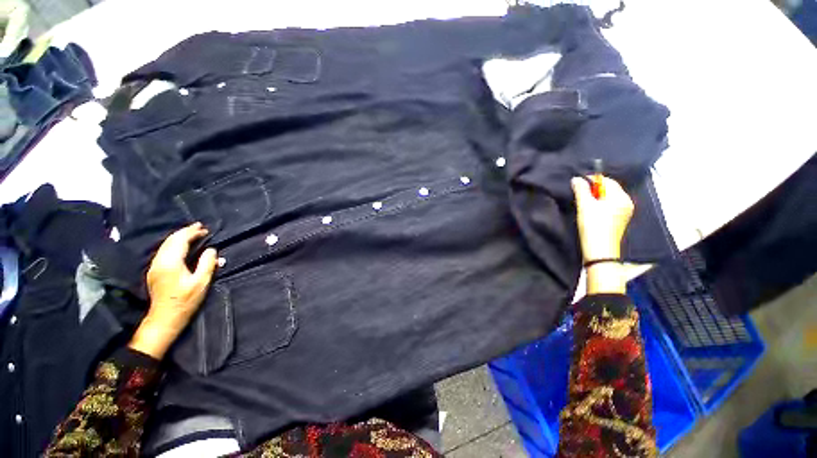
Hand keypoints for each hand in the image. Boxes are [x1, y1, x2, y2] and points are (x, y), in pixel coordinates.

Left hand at [129, 222, 217, 358]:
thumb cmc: (186, 300)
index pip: (180, 241)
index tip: (204, 228)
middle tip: (199, 227)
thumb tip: (211, 249)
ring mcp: (155, 266)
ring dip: (179, 237)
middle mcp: (160, 261)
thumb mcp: (201, 282)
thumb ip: (207, 263)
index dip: (192, 232)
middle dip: (185, 232)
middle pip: (171, 240)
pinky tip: (182, 246)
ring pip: (165, 245)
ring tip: (192, 234)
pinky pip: (164, 251)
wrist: (165, 317)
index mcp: (171, 263)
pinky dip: (174, 244)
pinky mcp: (155, 271)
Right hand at [571, 176, 633, 293]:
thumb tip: (576, 179)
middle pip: (609, 189)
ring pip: (608, 198)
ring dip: (595, 197)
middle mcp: (626, 203)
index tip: (577, 183)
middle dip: (593, 189)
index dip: (592, 180)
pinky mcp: (619, 220)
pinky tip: (589, 211)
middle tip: (578, 193)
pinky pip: (609, 206)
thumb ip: (581, 190)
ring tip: (582, 203)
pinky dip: (599, 205)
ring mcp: (624, 212)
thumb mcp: (585, 206)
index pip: (607, 181)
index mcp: (621, 197)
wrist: (600, 251)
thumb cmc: (593, 226)